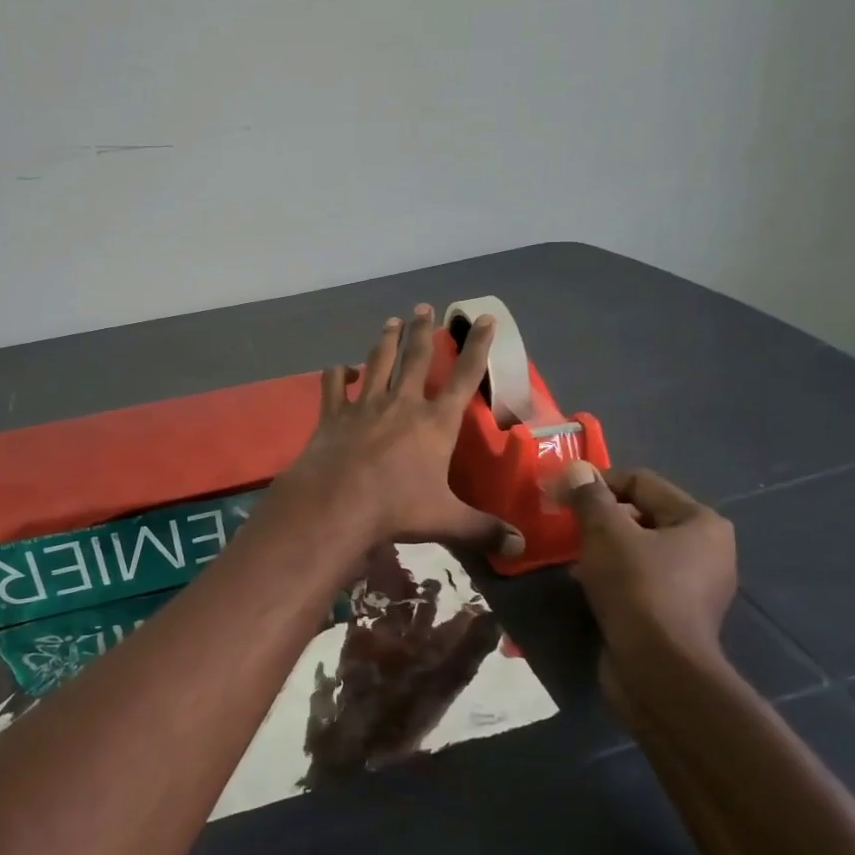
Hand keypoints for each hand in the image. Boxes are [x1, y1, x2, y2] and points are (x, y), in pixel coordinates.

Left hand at [280, 306, 523, 556]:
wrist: (338, 501)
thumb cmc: (397, 507)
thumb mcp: (447, 520)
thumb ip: (483, 530)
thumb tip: (520, 547)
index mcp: (435, 423)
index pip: (463, 377)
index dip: (477, 347)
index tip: (484, 319)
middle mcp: (402, 404)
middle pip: (415, 358)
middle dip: (423, 331)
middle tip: (424, 307)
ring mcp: (365, 405)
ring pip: (378, 362)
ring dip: (386, 340)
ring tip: (391, 320)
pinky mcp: (334, 414)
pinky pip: (334, 386)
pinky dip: (336, 374)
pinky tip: (339, 368)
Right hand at [558, 462, 736, 687]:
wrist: (656, 671)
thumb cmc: (637, 588)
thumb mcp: (605, 532)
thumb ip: (590, 497)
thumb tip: (576, 469)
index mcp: (701, 522)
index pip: (641, 482)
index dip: (598, 483)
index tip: (562, 494)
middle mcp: (707, 550)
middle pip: (641, 515)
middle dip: (600, 518)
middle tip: (564, 525)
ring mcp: (694, 586)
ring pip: (637, 550)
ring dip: (602, 548)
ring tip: (571, 556)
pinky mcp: (675, 615)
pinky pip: (638, 580)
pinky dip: (611, 576)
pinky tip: (584, 584)